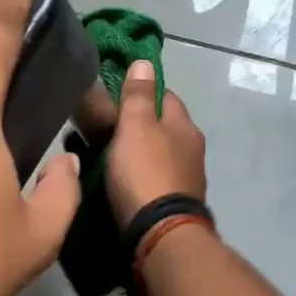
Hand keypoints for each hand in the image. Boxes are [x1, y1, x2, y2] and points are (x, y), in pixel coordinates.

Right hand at [104, 60, 207, 231]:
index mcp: (185, 126)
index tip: (115, 94)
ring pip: (157, 154)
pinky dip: (136, 176)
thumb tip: (144, 62)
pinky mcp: (174, 204)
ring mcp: (185, 179)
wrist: (159, 234)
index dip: (142, 91)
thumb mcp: (136, 126)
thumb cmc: (145, 172)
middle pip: (162, 127)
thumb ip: (138, 95)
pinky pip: (152, 179)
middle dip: (136, 124)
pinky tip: (119, 181)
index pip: (166, 96)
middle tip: (103, 127)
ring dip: (135, 152)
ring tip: (105, 154)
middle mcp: (191, 150)